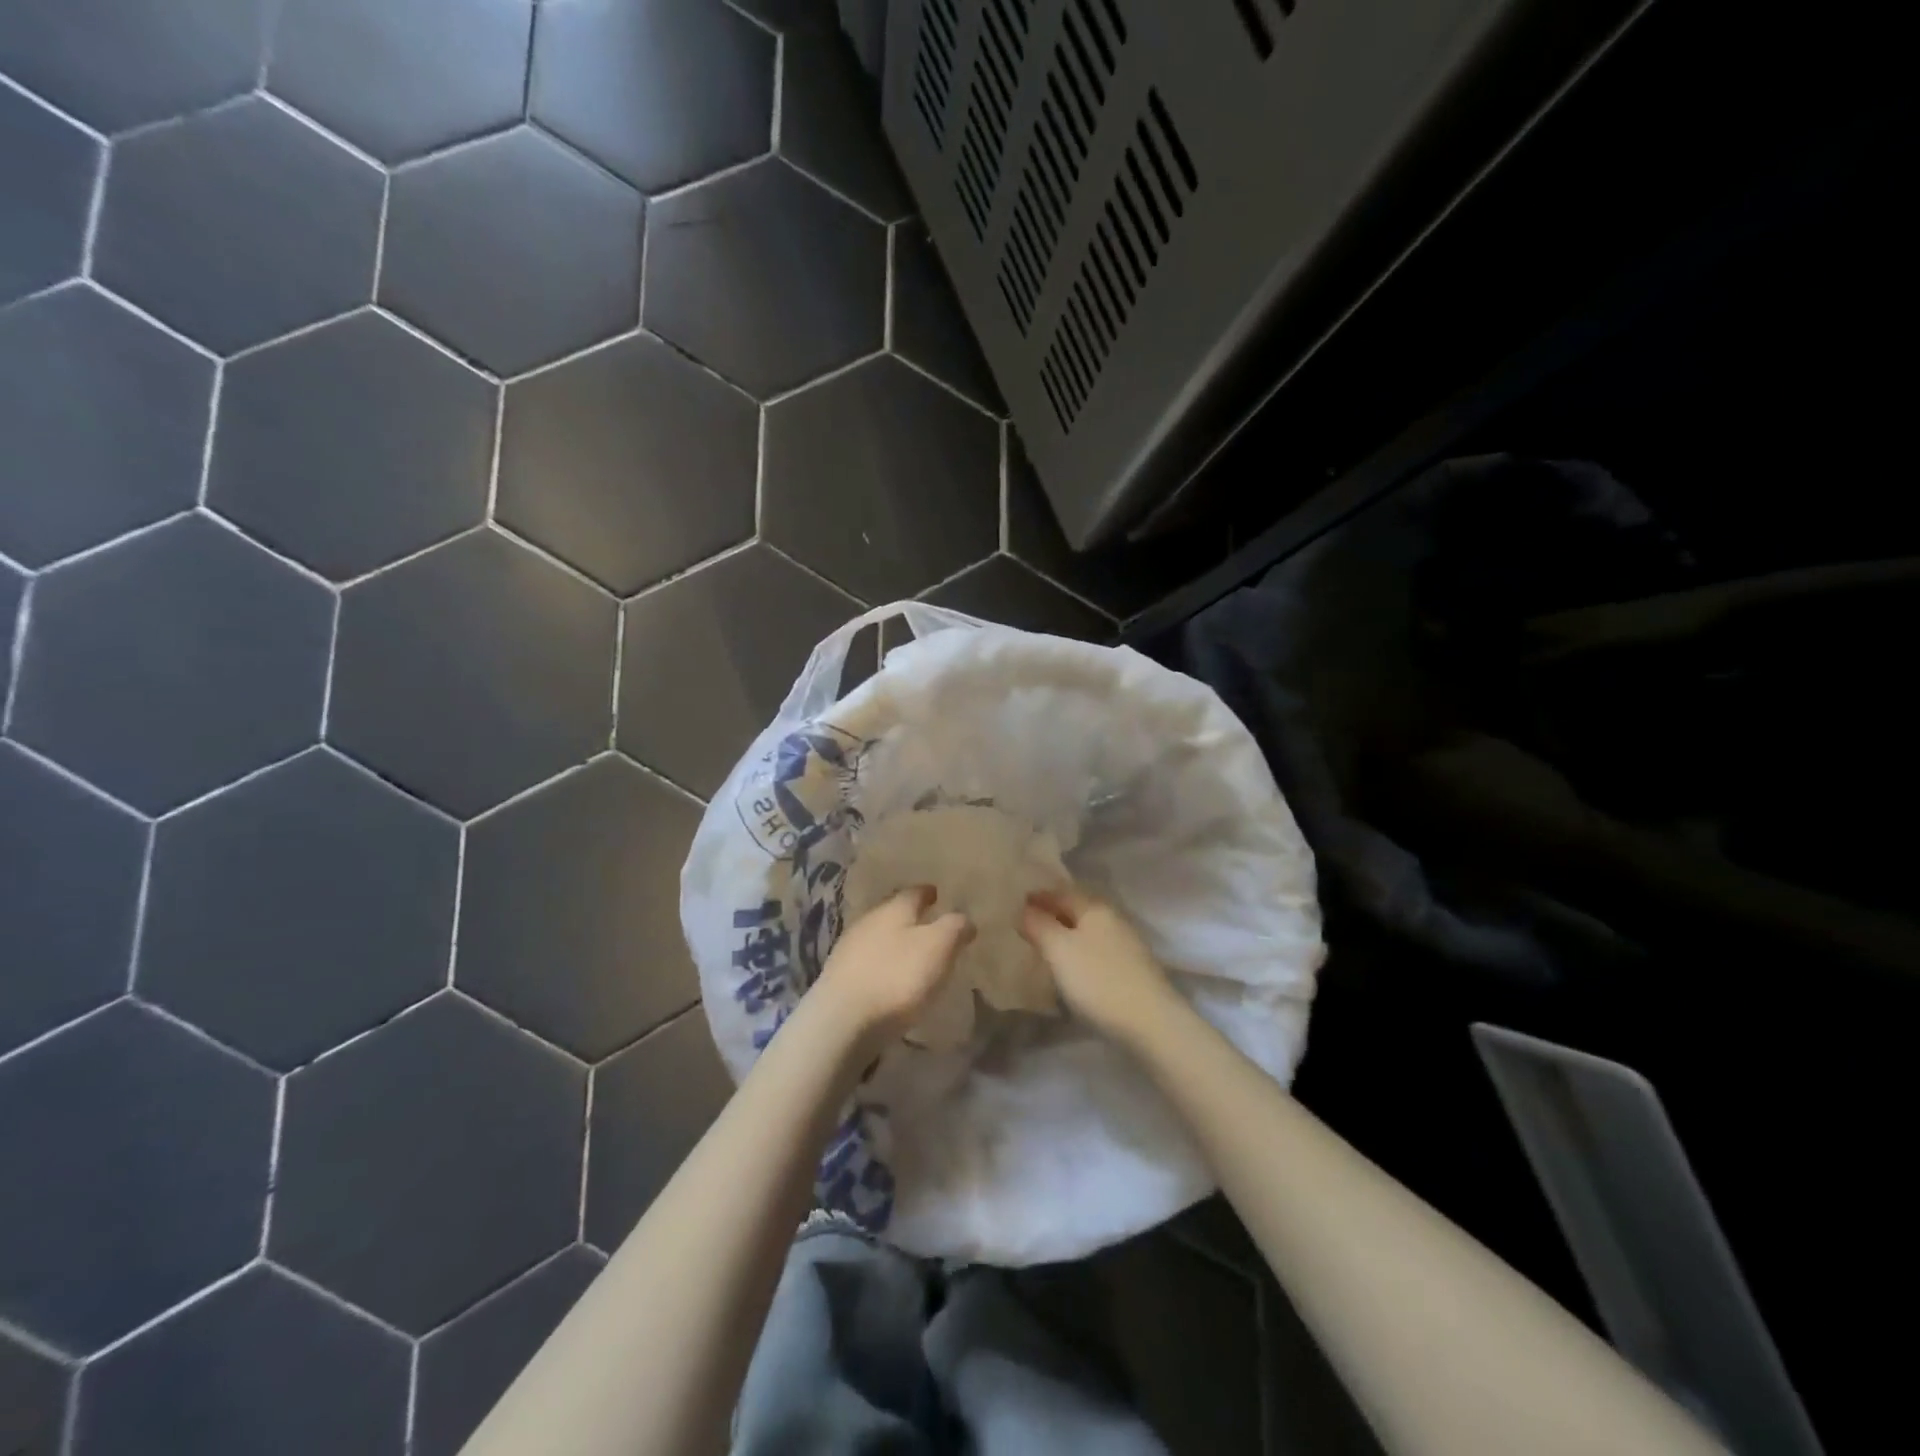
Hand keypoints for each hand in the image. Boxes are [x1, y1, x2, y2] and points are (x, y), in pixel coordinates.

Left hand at [811, 887, 971, 1052]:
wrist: (841, 1020)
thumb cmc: (897, 977)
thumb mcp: (938, 947)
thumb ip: (954, 928)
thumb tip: (964, 918)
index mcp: (894, 909)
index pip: (914, 892)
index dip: (927, 893)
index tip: (937, 894)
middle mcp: (869, 920)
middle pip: (892, 911)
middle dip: (910, 916)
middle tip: (928, 923)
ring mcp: (849, 948)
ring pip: (878, 935)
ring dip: (894, 940)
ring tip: (911, 952)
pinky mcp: (839, 977)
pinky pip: (867, 960)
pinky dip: (882, 963)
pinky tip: (889, 977)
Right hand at [1021, 886, 1179, 1045]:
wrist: (1151, 1023)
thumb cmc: (1098, 980)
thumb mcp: (1059, 950)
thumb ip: (1038, 925)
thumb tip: (1024, 909)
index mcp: (1095, 907)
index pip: (1061, 892)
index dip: (1038, 897)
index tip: (1016, 905)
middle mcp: (1113, 919)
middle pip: (1077, 909)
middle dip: (1053, 914)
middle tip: (1028, 924)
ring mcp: (1127, 944)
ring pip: (1089, 931)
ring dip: (1067, 934)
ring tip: (1046, 947)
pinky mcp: (1133, 969)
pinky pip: (1098, 950)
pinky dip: (1080, 952)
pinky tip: (1073, 967)